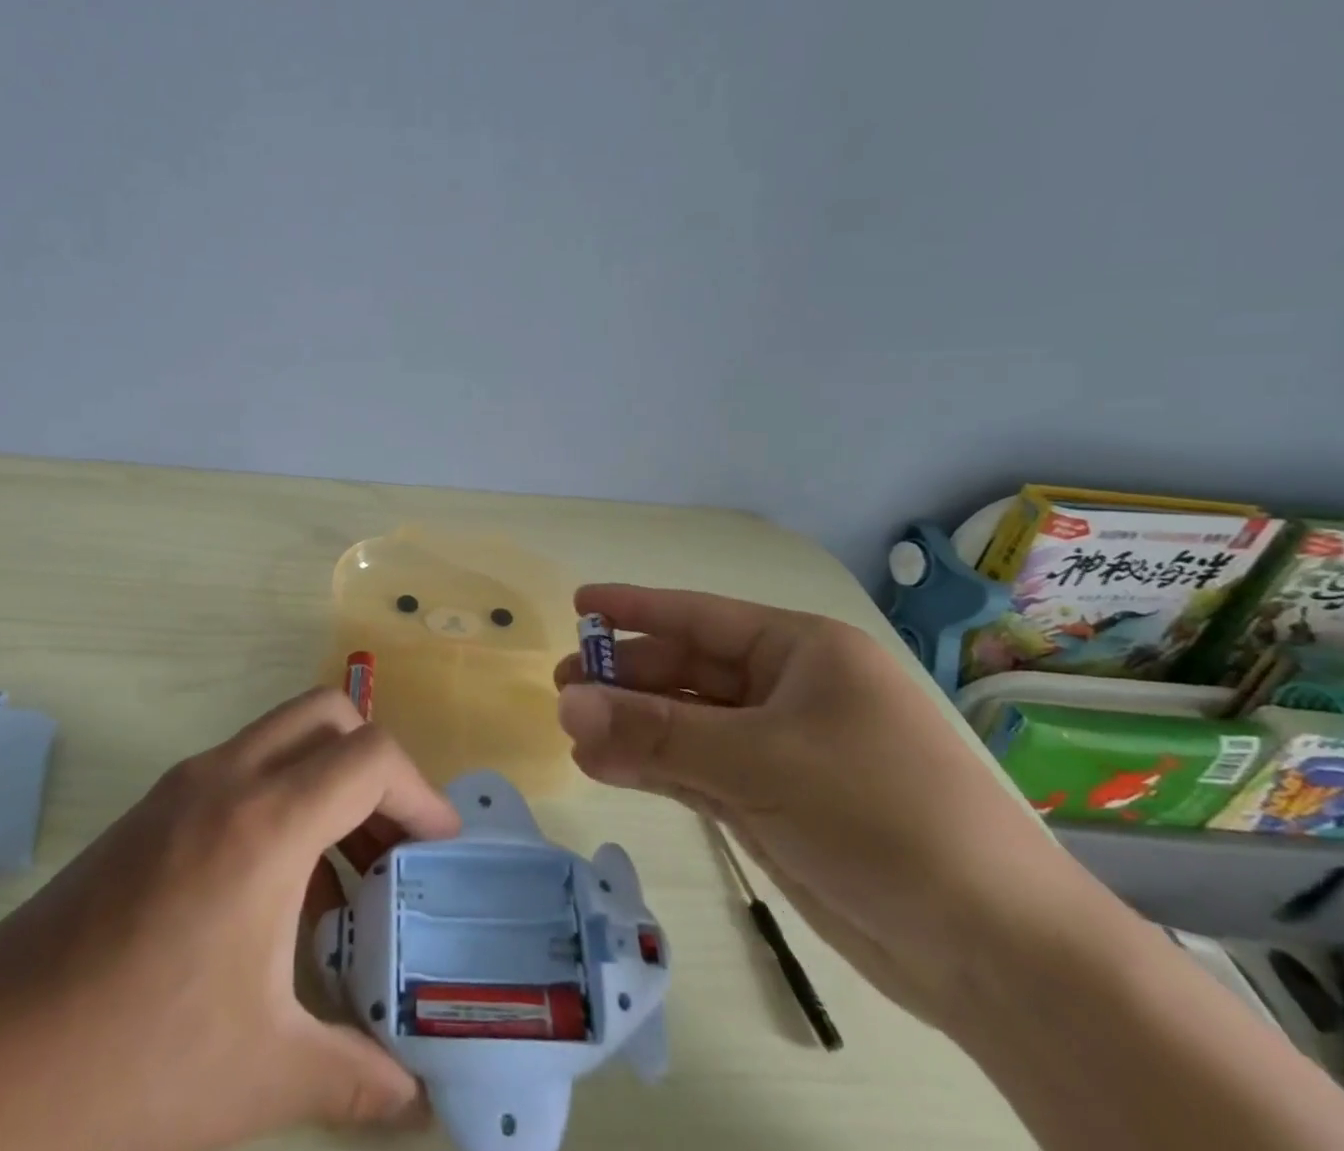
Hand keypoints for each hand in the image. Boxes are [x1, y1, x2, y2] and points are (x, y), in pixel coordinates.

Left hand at [0, 688, 461, 1150]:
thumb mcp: (263, 1074)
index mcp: (264, 824)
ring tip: (344, 875)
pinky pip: (244, 768)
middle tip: (392, 843)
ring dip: (327, 781)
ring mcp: (184, 784)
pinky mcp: (155, 806)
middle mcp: (227, 778)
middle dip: (375, 766)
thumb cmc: (137, 1065)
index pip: (369, 757)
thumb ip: (358, 1076)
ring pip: (283, 736)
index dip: (419, 793)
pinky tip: (277, 892)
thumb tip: (417, 1099)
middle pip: (328, 716)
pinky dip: (283, 798)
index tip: (438, 850)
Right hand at [553, 584, 1079, 1017]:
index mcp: (801, 652)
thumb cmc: (881, 815)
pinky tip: (606, 769)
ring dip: (632, 728)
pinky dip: (653, 769)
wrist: (997, 955)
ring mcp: (780, 750)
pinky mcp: (773, 803)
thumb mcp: (760, 762)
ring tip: (572, 734)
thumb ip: (656, 734)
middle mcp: (787, 692)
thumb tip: (567, 707)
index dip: (635, 608)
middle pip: (687, 671)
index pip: (699, 616)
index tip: (578, 605)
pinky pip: (697, 771)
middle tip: (562, 691)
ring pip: (686, 724)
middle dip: (625, 680)